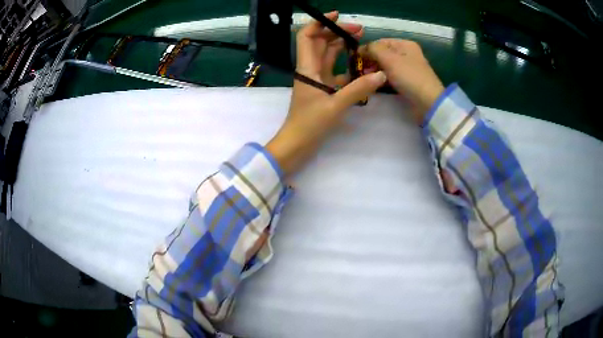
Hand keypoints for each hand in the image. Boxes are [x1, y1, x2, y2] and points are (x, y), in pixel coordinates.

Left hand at [266, 11, 386, 176]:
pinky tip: (361, 66)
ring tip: (362, 41)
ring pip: (328, 55)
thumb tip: (381, 75)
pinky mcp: (323, 90)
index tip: (337, 15)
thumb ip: (358, 89)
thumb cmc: (310, 124)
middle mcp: (311, 69)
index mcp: (307, 67)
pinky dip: (347, 66)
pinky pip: (335, 72)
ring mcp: (317, 79)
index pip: (307, 36)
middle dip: (337, 32)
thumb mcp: (336, 106)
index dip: (319, 22)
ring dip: (342, 46)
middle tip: (359, 30)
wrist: (297, 144)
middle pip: (320, 42)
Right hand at [360, 39, 444, 122]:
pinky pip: (390, 76)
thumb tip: (360, 49)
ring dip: (374, 71)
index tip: (354, 60)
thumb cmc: (409, 76)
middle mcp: (407, 53)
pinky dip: (382, 79)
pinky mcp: (407, 81)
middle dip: (369, 61)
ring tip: (364, 78)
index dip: (366, 49)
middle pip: (383, 54)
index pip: (380, 42)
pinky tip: (374, 84)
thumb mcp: (389, 58)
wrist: (428, 102)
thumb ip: (372, 49)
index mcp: (405, 44)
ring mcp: (408, 68)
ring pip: (386, 66)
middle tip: (358, 71)